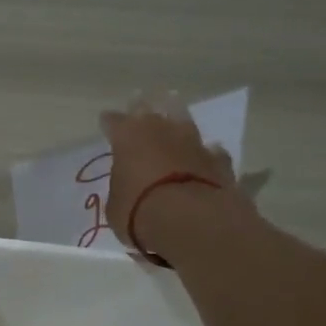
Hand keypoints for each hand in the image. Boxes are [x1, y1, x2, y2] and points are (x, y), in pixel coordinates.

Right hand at [100, 93, 237, 256]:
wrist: (191, 220)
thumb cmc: (139, 212)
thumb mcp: (116, 206)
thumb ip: (121, 189)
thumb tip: (127, 187)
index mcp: (127, 136)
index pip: (113, 121)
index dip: (109, 123)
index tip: (106, 123)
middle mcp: (161, 130)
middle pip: (151, 110)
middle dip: (144, 109)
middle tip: (141, 105)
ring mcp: (193, 142)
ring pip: (184, 121)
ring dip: (178, 121)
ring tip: (176, 118)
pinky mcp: (219, 160)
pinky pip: (210, 152)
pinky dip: (206, 154)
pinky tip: (206, 155)